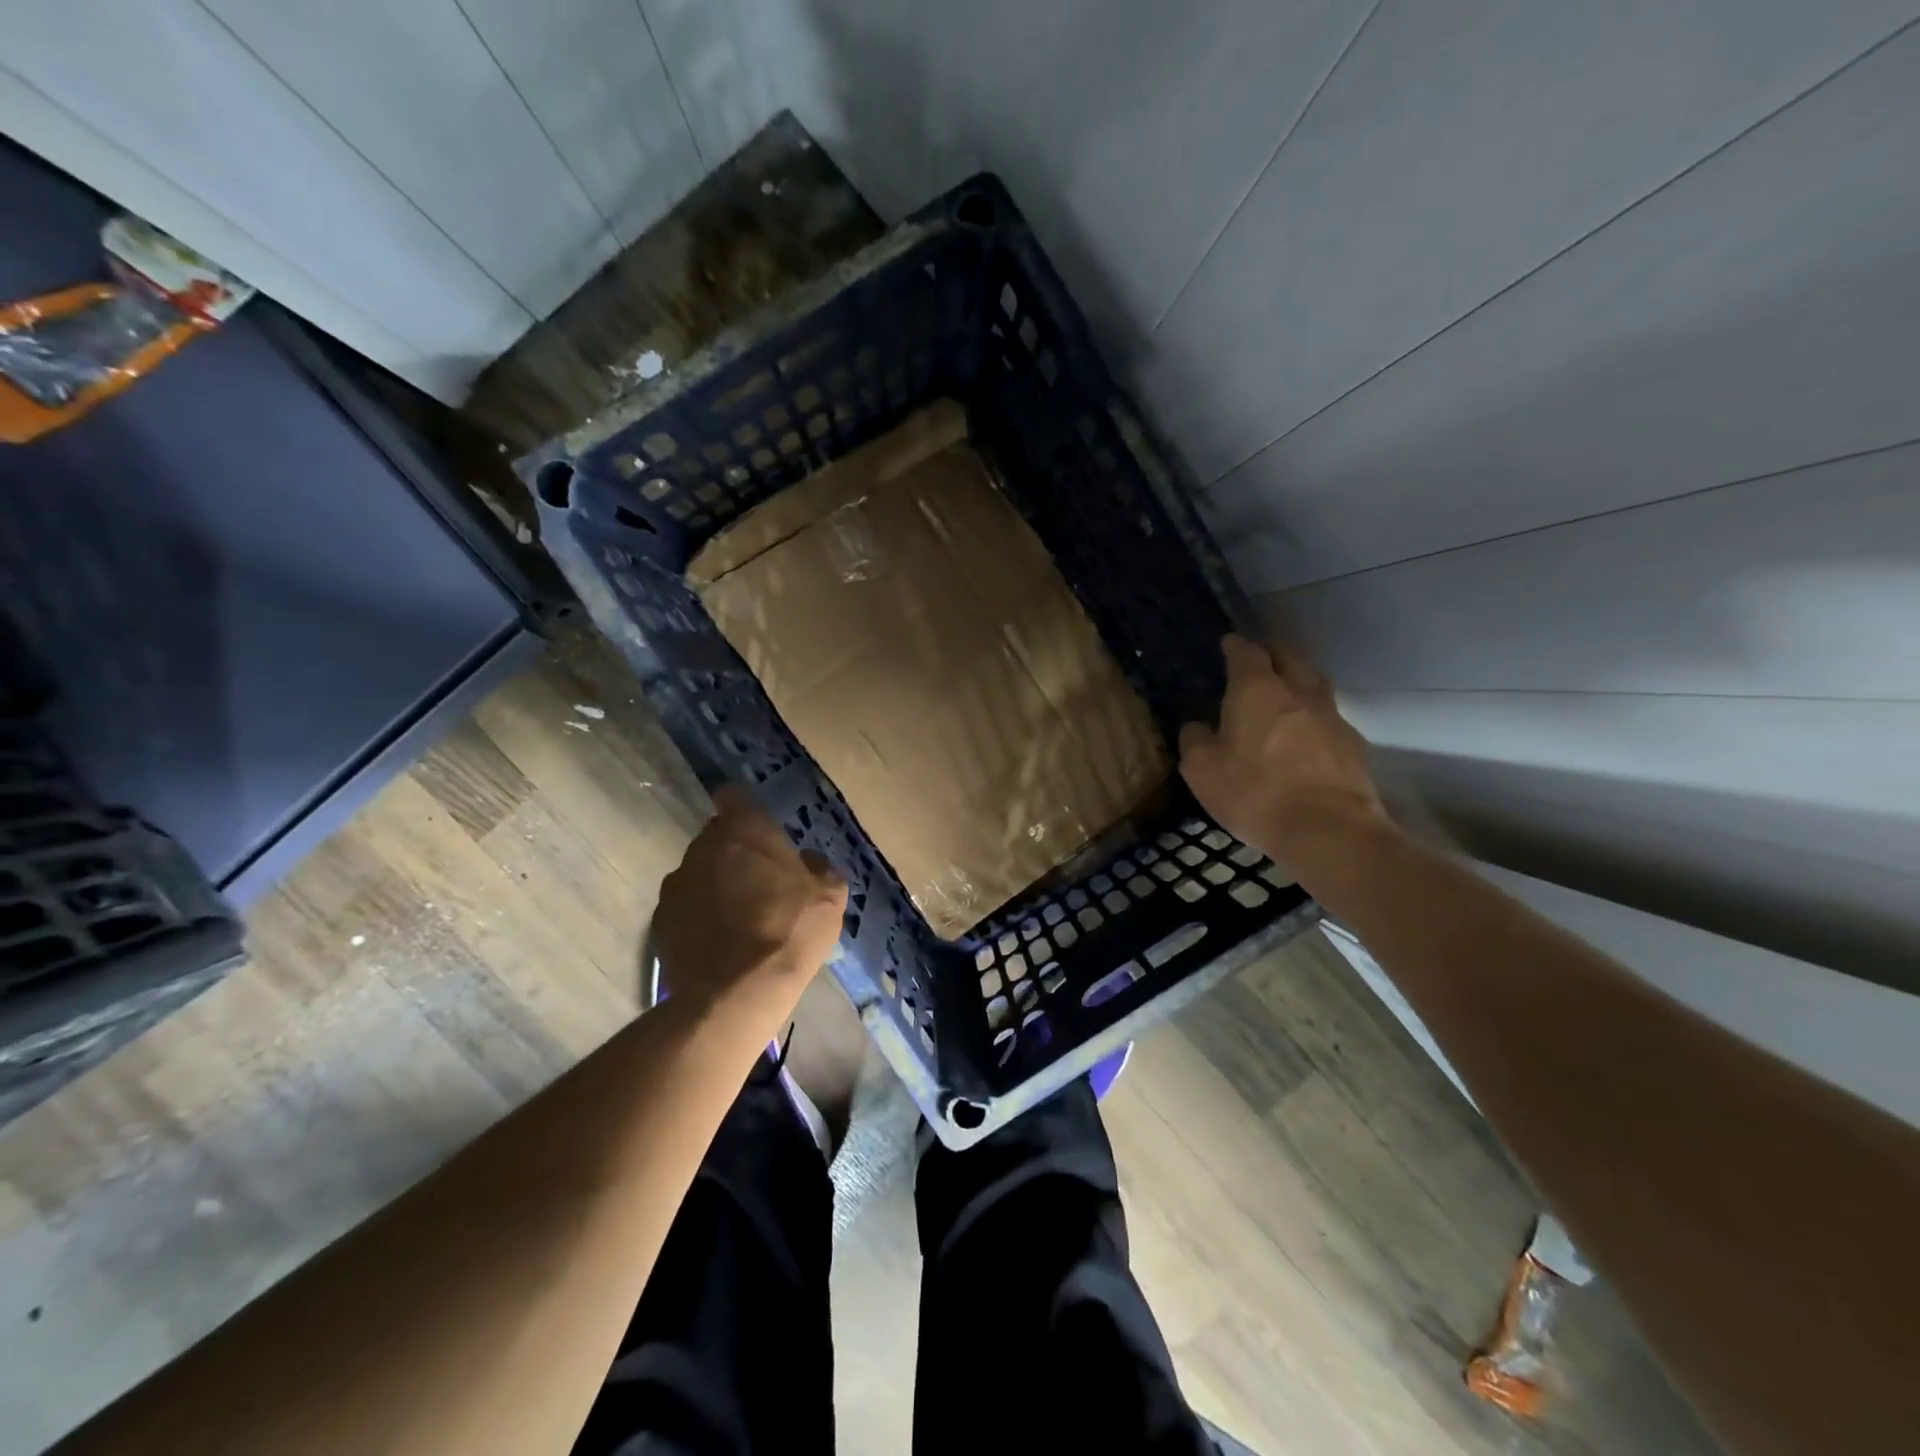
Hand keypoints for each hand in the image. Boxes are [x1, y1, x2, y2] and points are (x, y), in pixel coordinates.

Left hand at [653, 786, 847, 1016]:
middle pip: (716, 836)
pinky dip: (699, 915)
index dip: (744, 808)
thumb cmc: (789, 929)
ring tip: (738, 916)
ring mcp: (677, 884)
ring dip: (715, 883)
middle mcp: (703, 846)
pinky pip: (685, 906)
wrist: (735, 993)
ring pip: (699, 871)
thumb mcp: (829, 897)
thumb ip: (820, 868)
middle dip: (734, 850)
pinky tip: (719, 941)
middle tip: (760, 879)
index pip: (734, 796)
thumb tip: (808, 861)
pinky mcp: (660, 921)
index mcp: (745, 830)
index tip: (758, 827)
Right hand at [1178, 634, 1393, 876]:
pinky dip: (1315, 718)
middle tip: (1260, 659)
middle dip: (1273, 653)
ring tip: (1286, 692)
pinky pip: (1330, 718)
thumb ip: (1195, 740)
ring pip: (1315, 684)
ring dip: (1299, 681)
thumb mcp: (1202, 770)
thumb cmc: (1255, 792)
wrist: (1329, 829)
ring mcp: (1331, 716)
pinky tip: (1307, 736)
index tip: (1228, 643)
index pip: (1246, 652)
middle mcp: (1298, 692)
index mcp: (1256, 690)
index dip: (1235, 646)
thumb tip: (1197, 726)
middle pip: (1290, 656)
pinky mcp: (1352, 745)